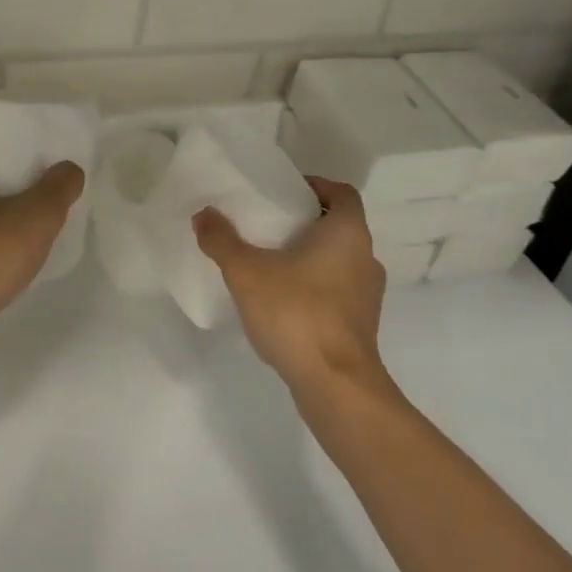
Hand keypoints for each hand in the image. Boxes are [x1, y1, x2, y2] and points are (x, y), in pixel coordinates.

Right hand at [193, 177, 387, 393]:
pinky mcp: (362, 325)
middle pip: (339, 226)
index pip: (341, 193)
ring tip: (271, 262)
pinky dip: (315, 286)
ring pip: (339, 260)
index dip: (316, 186)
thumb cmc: (296, 313)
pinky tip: (283, 300)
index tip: (284, 191)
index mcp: (347, 233)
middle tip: (268, 224)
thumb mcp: (247, 272)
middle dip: (305, 222)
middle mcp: (366, 258)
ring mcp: (368, 295)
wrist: (335, 385)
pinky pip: (338, 290)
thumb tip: (203, 215)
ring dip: (311, 256)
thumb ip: (222, 240)